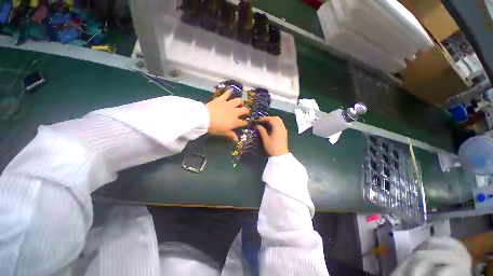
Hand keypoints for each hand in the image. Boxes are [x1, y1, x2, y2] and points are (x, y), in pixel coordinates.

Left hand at [206, 89, 248, 141]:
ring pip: (238, 101)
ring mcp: (229, 105)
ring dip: (240, 102)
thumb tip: (237, 140)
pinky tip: (231, 89)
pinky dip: (229, 91)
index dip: (245, 122)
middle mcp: (235, 112)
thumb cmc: (215, 127)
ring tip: (239, 103)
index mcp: (235, 121)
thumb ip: (231, 135)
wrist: (204, 118)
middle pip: (244, 110)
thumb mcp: (223, 132)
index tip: (245, 122)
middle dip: (246, 111)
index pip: (243, 122)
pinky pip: (227, 94)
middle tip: (245, 112)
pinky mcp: (222, 99)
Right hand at [256, 116, 288, 155]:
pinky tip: (270, 127)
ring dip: (272, 120)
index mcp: (277, 128)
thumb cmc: (272, 147)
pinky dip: (275, 123)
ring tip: (265, 124)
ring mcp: (284, 130)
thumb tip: (258, 126)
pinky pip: (280, 124)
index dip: (264, 118)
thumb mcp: (265, 139)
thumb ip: (262, 131)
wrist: (281, 155)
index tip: (258, 120)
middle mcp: (282, 127)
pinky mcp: (284, 133)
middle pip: (276, 118)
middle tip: (262, 121)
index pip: (271, 119)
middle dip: (269, 118)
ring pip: (279, 121)